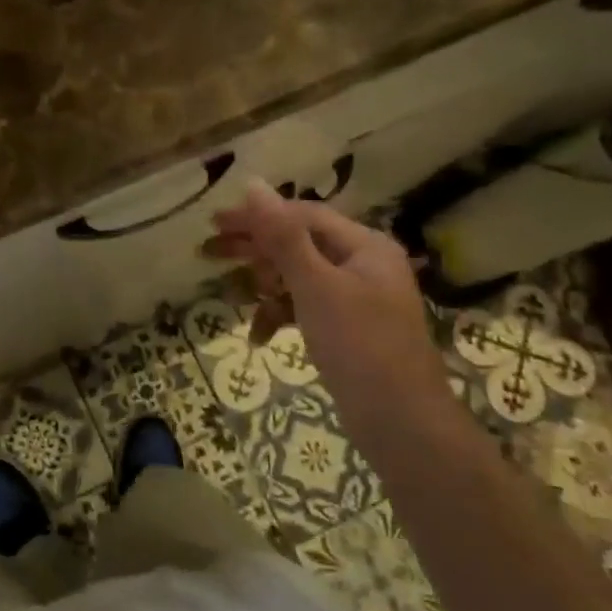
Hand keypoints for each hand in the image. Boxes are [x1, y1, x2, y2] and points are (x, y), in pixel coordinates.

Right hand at [210, 182, 454, 431]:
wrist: (402, 425)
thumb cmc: (360, 346)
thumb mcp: (315, 286)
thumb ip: (283, 236)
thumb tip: (254, 185)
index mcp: (364, 246)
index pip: (302, 215)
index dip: (257, 216)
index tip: (215, 223)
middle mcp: (363, 264)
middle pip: (298, 244)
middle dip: (255, 250)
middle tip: (209, 253)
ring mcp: (355, 298)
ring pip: (298, 278)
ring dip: (265, 286)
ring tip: (232, 296)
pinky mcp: (346, 329)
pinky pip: (305, 308)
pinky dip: (281, 316)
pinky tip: (259, 336)